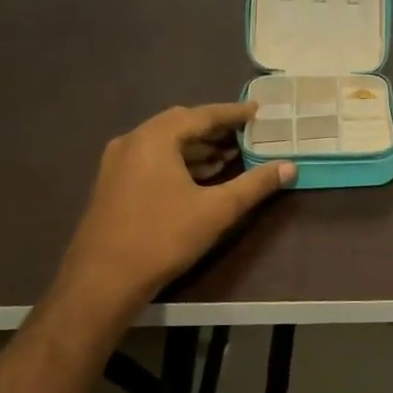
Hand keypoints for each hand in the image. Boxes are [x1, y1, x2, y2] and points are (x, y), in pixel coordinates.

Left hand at [54, 103, 294, 316]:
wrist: (103, 280)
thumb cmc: (163, 237)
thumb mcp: (217, 210)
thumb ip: (255, 185)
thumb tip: (289, 167)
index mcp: (154, 139)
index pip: (201, 115)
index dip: (232, 113)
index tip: (258, 111)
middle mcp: (132, 142)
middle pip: (180, 124)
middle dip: (214, 128)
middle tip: (245, 132)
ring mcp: (118, 163)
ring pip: (165, 143)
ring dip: (198, 146)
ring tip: (231, 155)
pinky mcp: (113, 184)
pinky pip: (153, 159)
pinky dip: (180, 160)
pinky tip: (201, 176)